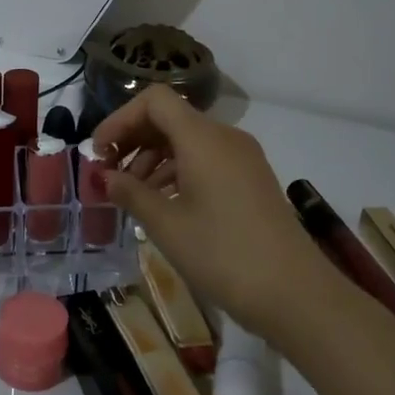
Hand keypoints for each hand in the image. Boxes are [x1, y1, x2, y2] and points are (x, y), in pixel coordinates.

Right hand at [93, 86, 348, 345]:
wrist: (296, 294)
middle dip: (133, 140)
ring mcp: (242, 158)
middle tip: (108, 174)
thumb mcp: (166, 225)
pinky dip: (177, 171)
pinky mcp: (251, 179)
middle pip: (170, 118)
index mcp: (202, 138)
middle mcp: (224, 137)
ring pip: (187, 140)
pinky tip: (163, 203)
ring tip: (133, 194)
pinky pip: (206, 159)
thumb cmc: (223, 254)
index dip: (120, 119)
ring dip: (153, 158)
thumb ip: (130, 193)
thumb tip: (105, 176)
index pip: (154, 100)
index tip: (99, 152)